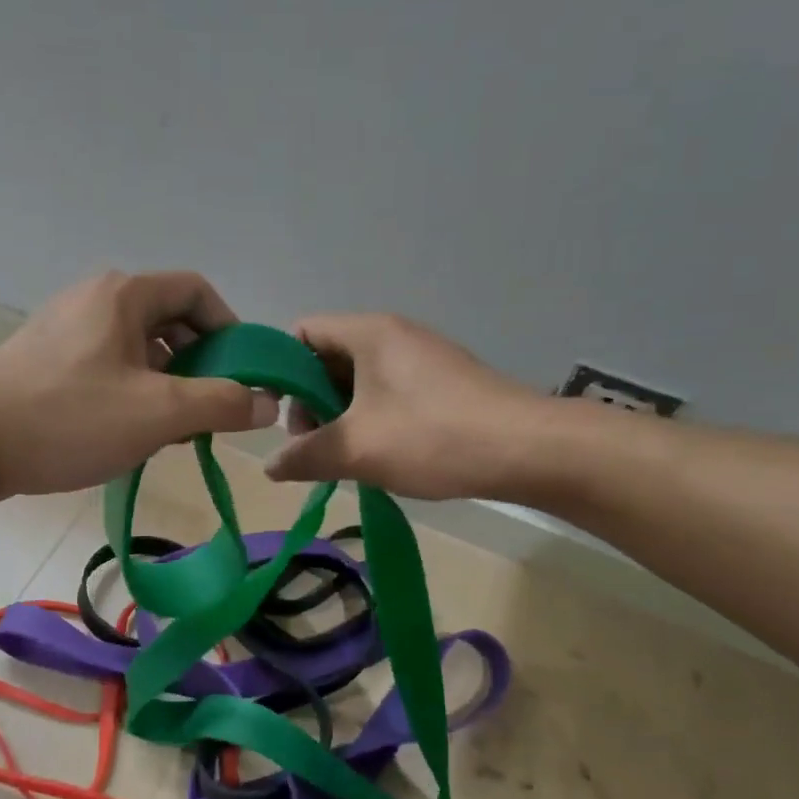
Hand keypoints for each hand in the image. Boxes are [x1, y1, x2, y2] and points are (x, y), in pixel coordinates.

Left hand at [0, 271, 276, 499]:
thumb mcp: (158, 413)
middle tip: (210, 409)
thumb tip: (266, 401)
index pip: (198, 291)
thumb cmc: (68, 418)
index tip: (242, 374)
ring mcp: (65, 328)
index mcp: (124, 295)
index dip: (230, 329)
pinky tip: (129, 433)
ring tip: (173, 431)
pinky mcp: (46, 360)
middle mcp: (95, 299)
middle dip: (199, 363)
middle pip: (169, 320)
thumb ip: (222, 403)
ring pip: (138, 348)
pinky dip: (132, 391)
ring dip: (167, 383)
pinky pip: (108, 365)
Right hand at [265, 314, 552, 499]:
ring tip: (344, 457)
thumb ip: (304, 456)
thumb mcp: (357, 449)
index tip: (277, 414)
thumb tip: (269, 467)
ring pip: (359, 380)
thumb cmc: (433, 437)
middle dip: (310, 401)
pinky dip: (371, 419)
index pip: (302, 332)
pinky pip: (388, 392)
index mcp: (369, 333)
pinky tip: (379, 455)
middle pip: (328, 357)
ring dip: (341, 416)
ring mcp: (422, 358)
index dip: (280, 369)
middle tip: (314, 444)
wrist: (529, 451)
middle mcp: (394, 335)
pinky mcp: (442, 383)